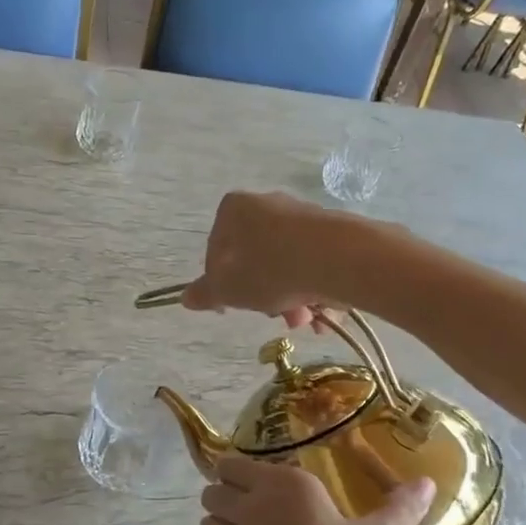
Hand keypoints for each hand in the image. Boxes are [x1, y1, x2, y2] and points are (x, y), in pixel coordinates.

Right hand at [180, 192, 350, 328]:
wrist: (338, 258)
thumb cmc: (270, 269)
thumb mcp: (229, 289)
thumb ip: (206, 293)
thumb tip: (186, 298)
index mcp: (234, 209)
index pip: (216, 250)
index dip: (220, 283)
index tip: (231, 306)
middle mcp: (267, 204)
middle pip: (255, 259)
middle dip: (263, 295)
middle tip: (273, 318)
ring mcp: (302, 216)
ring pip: (287, 265)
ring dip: (291, 299)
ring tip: (304, 320)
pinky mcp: (333, 230)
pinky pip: (315, 264)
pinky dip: (315, 289)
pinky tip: (324, 314)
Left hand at [200, 457, 434, 524]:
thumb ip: (400, 509)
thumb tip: (427, 482)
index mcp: (285, 483)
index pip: (235, 464)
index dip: (238, 471)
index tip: (256, 480)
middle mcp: (252, 503)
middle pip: (213, 487)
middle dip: (223, 492)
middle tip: (248, 504)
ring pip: (208, 517)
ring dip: (218, 520)